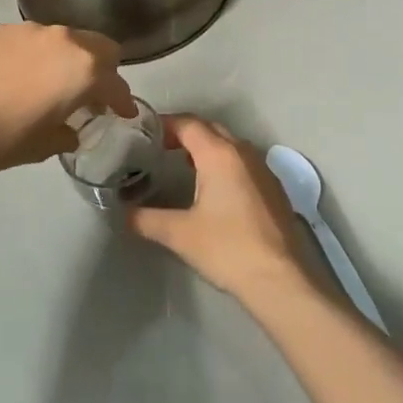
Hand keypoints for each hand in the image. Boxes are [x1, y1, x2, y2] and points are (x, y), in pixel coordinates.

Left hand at [0, 23, 135, 172]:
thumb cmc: (1, 136)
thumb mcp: (43, 146)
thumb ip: (67, 133)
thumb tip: (70, 129)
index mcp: (83, 69)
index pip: (116, 83)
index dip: (123, 101)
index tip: (124, 113)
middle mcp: (64, 40)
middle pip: (99, 47)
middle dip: (104, 70)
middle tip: (94, 94)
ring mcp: (31, 30)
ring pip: (66, 39)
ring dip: (71, 59)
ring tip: (56, 84)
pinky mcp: (2, 30)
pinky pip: (35, 40)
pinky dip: (40, 56)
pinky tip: (23, 77)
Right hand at [129, 116, 310, 298]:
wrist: (279, 279)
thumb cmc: (227, 248)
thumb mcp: (179, 233)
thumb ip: (145, 219)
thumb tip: (123, 214)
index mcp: (220, 155)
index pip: (189, 124)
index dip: (165, 124)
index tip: (144, 133)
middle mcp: (244, 153)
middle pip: (211, 129)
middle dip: (185, 133)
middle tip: (160, 147)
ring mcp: (264, 170)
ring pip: (231, 145)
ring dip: (207, 148)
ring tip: (183, 165)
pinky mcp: (274, 189)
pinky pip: (244, 163)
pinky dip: (225, 164)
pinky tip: (214, 188)